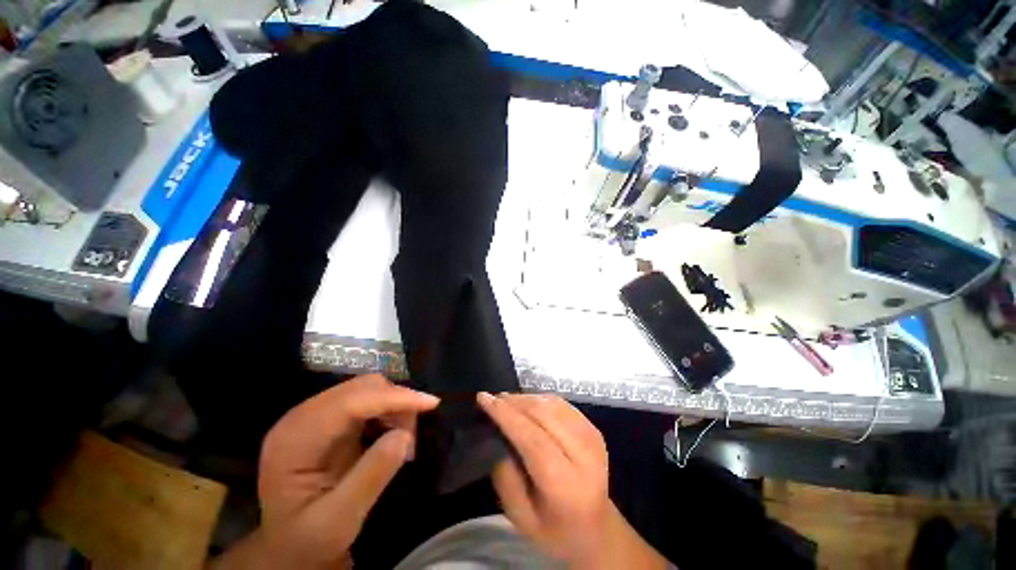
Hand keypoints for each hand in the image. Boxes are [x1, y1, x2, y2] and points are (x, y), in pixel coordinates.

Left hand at [214, 375, 438, 569]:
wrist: (288, 546)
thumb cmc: (308, 540)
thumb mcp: (338, 521)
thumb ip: (370, 477)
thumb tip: (405, 435)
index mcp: (293, 441)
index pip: (349, 403)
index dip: (392, 398)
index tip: (430, 403)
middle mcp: (300, 418)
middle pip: (360, 387)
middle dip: (395, 402)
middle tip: (412, 434)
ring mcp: (314, 414)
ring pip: (366, 388)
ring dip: (393, 405)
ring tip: (402, 437)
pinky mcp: (328, 417)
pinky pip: (366, 398)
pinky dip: (387, 409)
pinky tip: (390, 432)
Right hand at [477, 392, 667, 568]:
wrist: (596, 528)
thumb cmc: (554, 529)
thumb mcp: (520, 518)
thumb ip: (505, 477)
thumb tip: (497, 432)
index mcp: (567, 487)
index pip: (534, 441)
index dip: (507, 416)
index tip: (484, 398)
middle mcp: (585, 457)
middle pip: (545, 415)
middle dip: (515, 402)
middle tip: (493, 398)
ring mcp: (593, 438)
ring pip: (553, 405)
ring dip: (527, 398)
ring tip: (507, 401)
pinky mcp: (594, 429)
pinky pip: (562, 404)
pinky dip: (540, 400)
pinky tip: (527, 404)